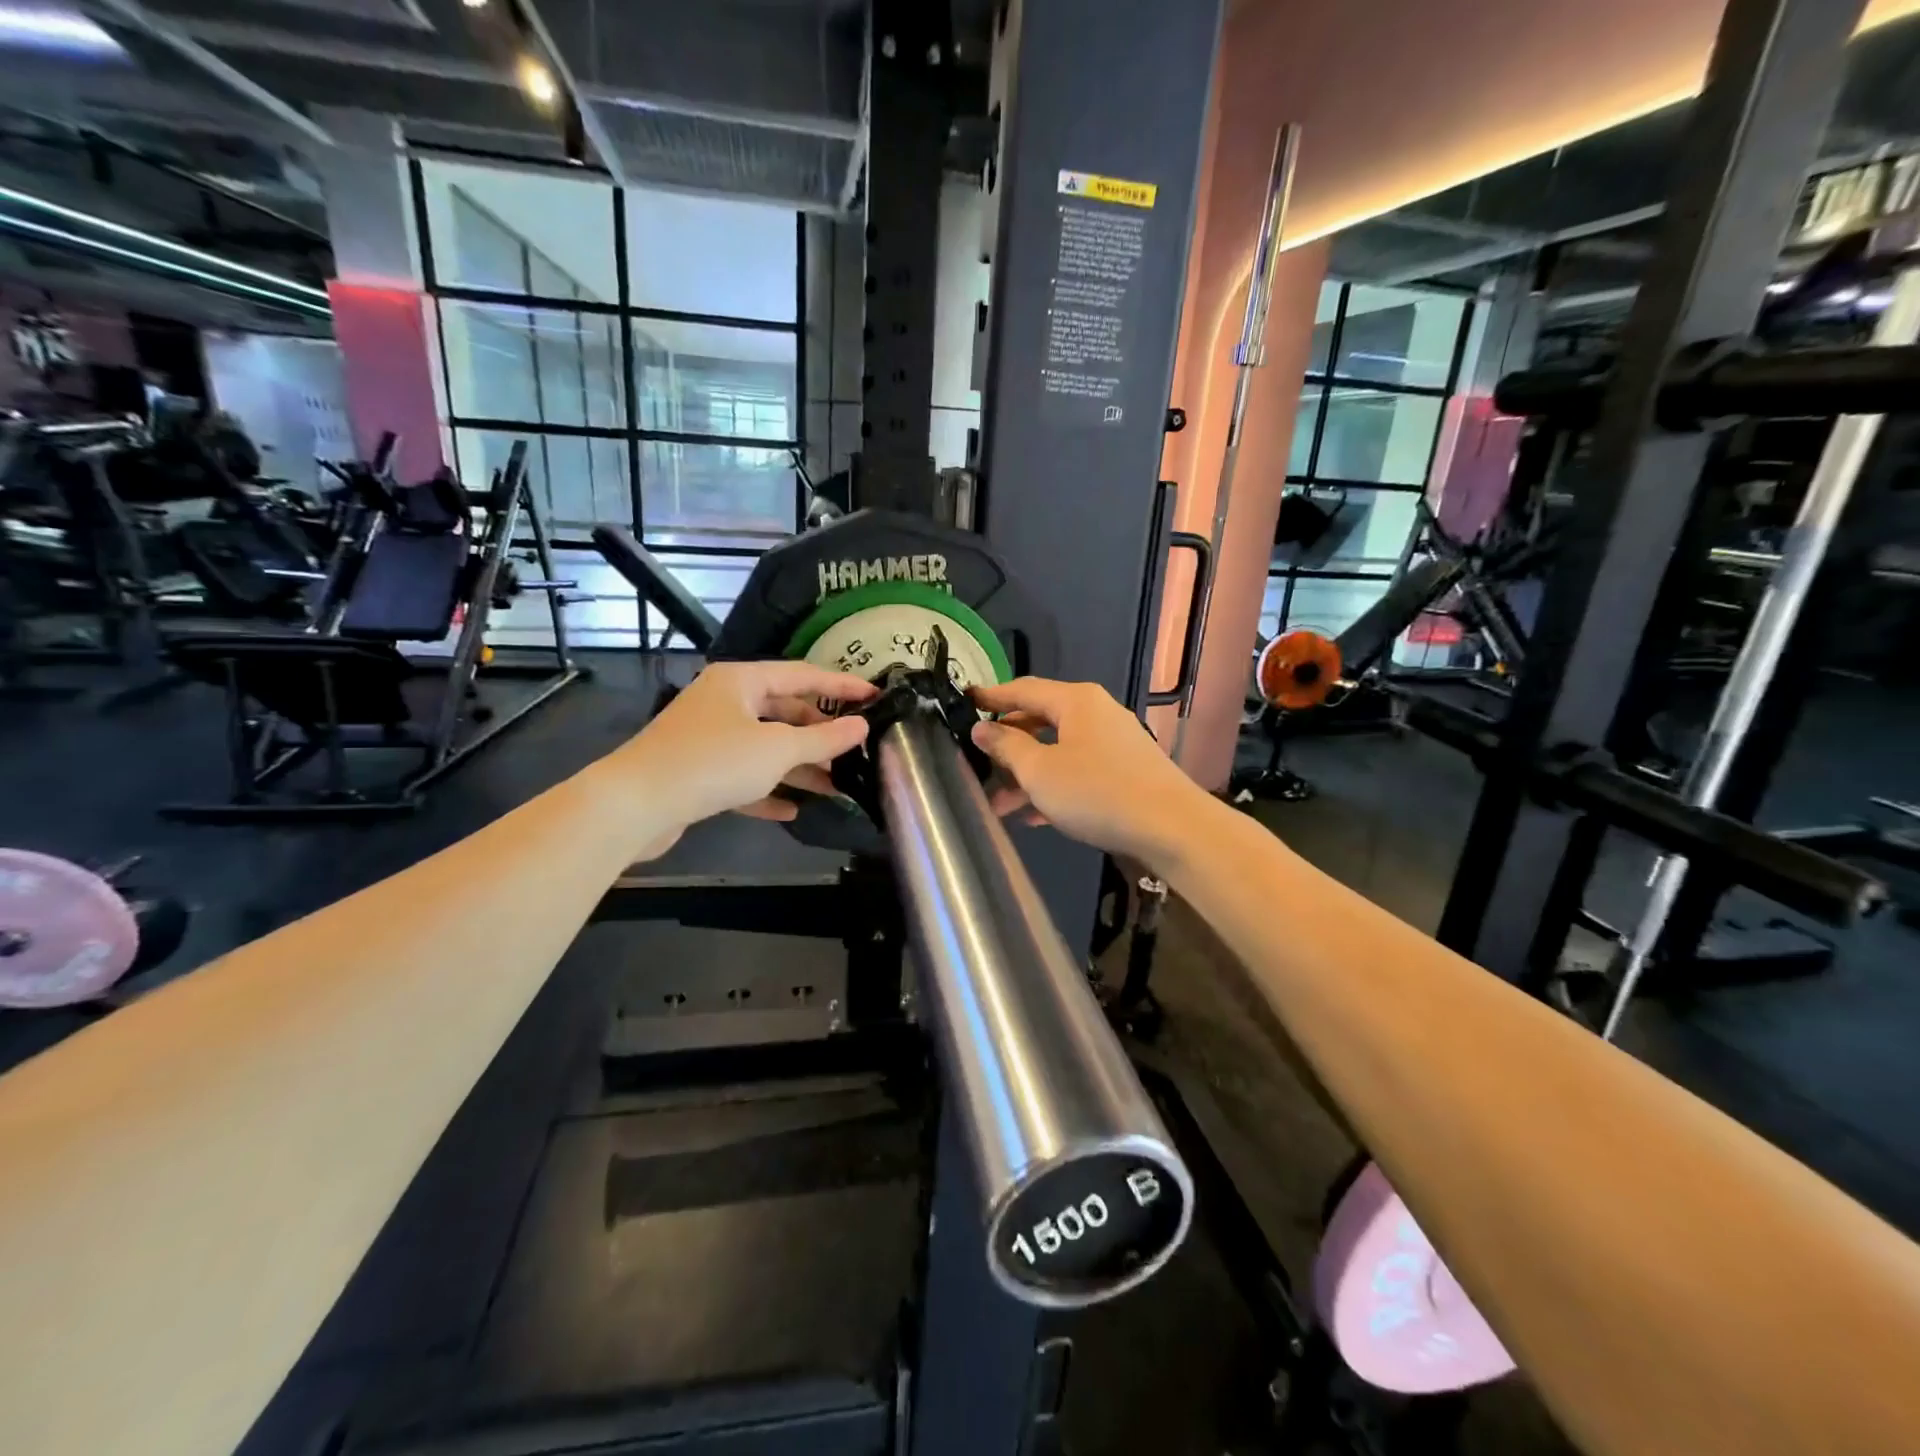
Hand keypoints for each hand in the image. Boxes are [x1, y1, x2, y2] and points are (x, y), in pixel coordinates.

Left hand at [616, 661, 876, 844]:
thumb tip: (862, 726)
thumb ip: (824, 739)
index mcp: (741, 681)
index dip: (842, 686)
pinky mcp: (698, 772)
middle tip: (855, 752)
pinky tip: (792, 810)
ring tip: (836, 787)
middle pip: (784, 712)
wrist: (635, 805)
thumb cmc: (712, 762)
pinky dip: (768, 790)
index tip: (875, 697)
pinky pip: (744, 776)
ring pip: (766, 747)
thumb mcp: (778, 749)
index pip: (803, 675)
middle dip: (819, 735)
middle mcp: (724, 702)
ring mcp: (709, 737)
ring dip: (799, 767)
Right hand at [968, 678, 1205, 866]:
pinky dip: (1054, 788)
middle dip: (1007, 748)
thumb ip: (1007, 746)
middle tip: (978, 764)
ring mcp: (1114, 743)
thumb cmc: (1097, 792)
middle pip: (1040, 721)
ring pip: (1058, 752)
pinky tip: (1034, 817)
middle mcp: (1096, 714)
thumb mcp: (1040, 771)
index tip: (964, 702)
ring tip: (999, 805)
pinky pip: (1078, 771)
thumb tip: (982, 728)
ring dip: (1027, 776)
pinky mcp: (1125, 771)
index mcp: (1075, 701)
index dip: (991, 697)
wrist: (1171, 828)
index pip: (1023, 690)